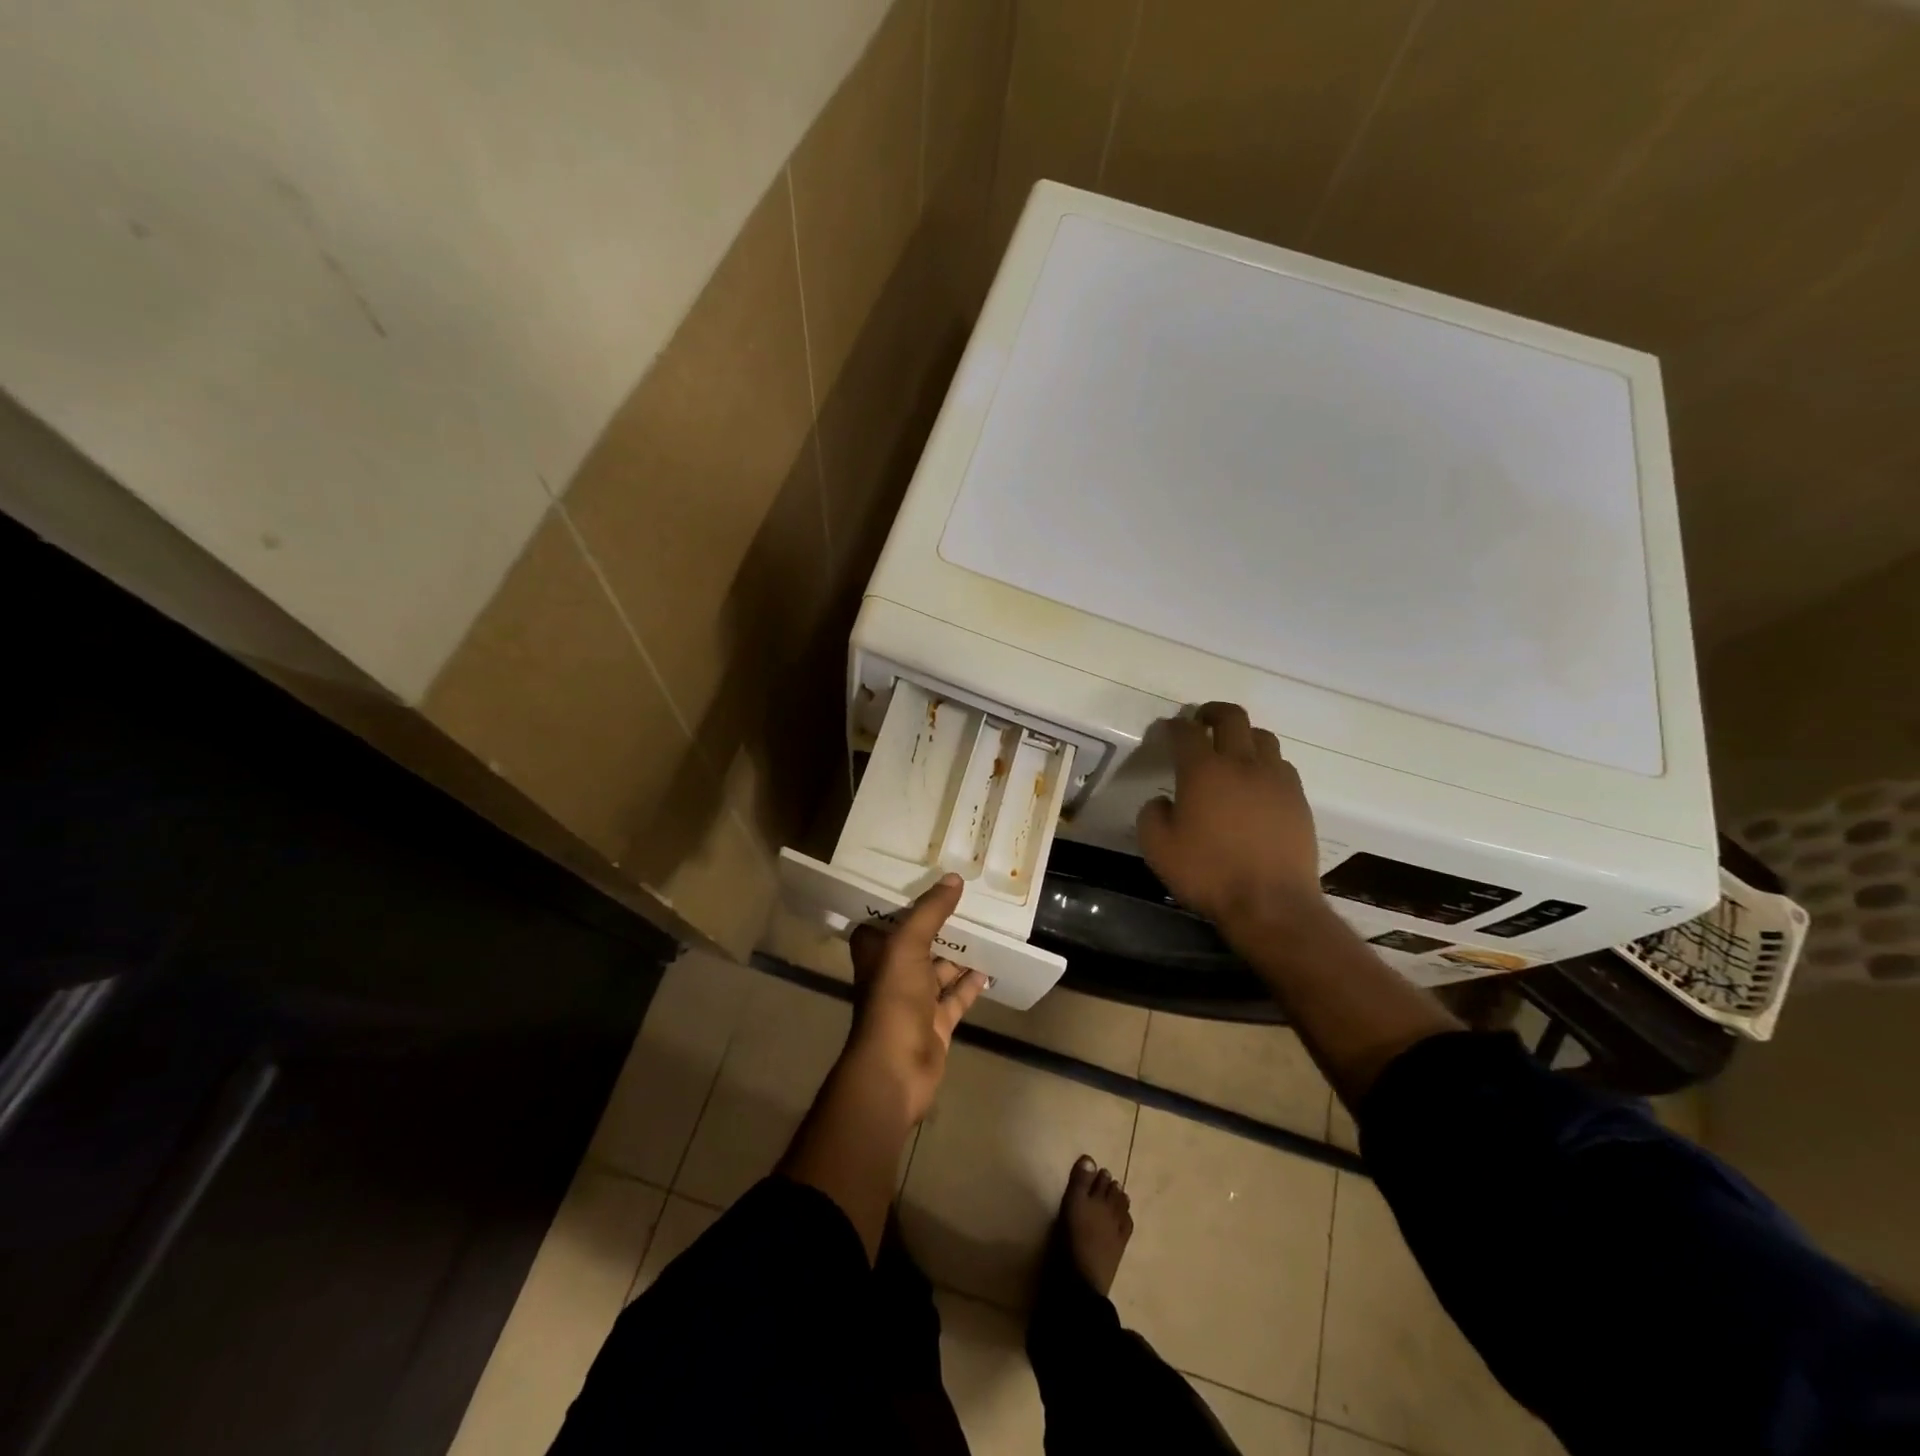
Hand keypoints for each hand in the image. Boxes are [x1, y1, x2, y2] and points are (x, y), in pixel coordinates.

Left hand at [847, 874, 987, 1123]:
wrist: (896, 1068)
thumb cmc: (893, 999)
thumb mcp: (908, 945)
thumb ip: (930, 911)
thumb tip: (954, 878)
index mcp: (875, 952)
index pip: (887, 918)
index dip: (904, 899)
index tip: (928, 877)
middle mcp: (892, 972)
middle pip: (918, 941)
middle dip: (940, 924)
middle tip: (969, 897)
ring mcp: (914, 1000)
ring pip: (940, 968)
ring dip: (959, 952)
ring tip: (987, 926)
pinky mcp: (936, 1022)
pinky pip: (957, 996)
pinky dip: (971, 983)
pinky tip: (990, 966)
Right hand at [1136, 703, 1324, 929]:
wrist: (1271, 904)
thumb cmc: (1208, 874)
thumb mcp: (1158, 849)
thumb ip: (1152, 815)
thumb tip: (1162, 801)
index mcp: (1203, 770)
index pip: (1186, 732)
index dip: (1173, 726)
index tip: (1165, 730)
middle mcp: (1242, 763)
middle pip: (1231, 717)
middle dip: (1212, 712)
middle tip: (1200, 720)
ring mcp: (1276, 779)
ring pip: (1262, 737)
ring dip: (1243, 735)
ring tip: (1232, 750)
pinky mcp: (1299, 799)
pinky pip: (1281, 765)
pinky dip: (1265, 763)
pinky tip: (1257, 783)